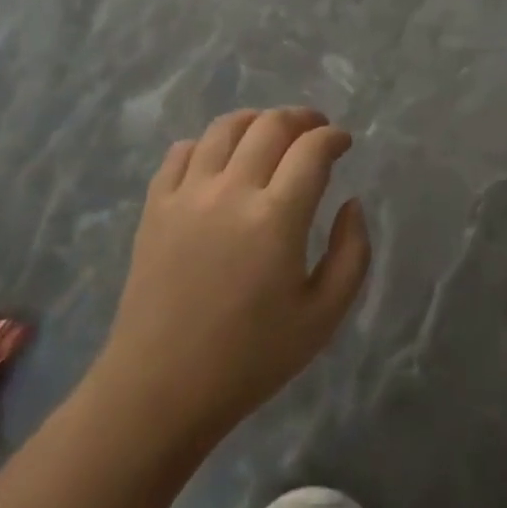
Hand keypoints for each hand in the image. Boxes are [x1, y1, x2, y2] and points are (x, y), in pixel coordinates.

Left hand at [103, 108, 370, 441]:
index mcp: (277, 218)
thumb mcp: (324, 316)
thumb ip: (352, 253)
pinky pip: (181, 152)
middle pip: (270, 125)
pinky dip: (207, 143)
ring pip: (224, 128)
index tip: (343, 142)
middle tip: (315, 131)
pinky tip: (220, 160)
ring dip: (256, 121)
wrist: (162, 388)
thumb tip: (351, 204)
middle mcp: (231, 191)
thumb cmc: (251, 358)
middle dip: (301, 119)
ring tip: (270, 134)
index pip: (312, 149)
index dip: (333, 137)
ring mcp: (187, 194)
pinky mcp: (155, 206)